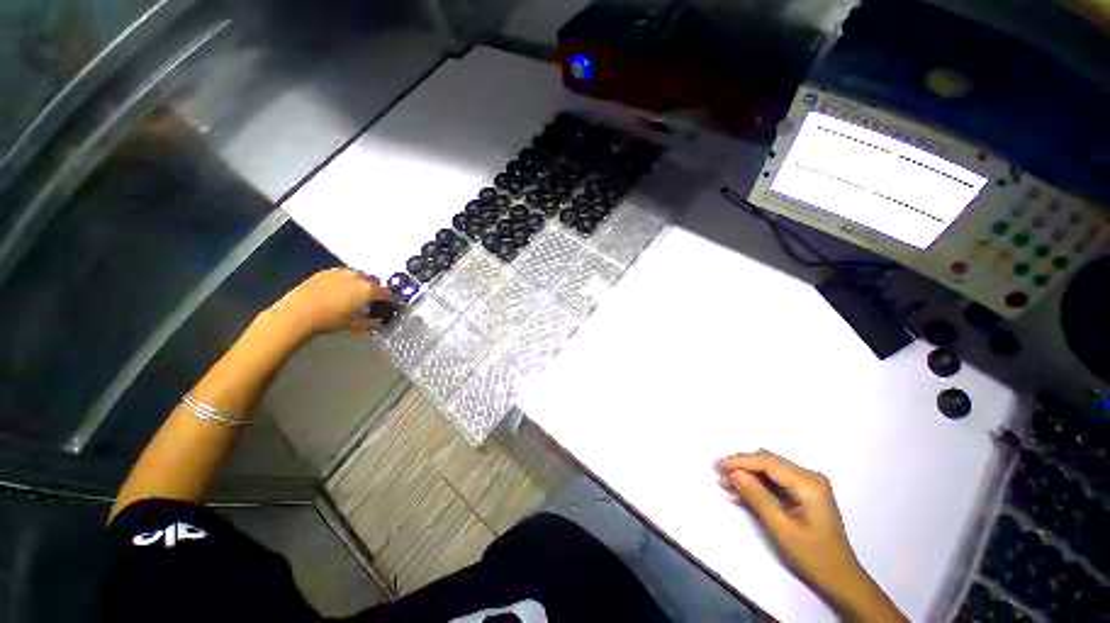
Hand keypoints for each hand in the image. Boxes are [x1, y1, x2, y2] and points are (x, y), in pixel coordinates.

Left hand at [264, 268, 393, 337]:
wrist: (298, 313)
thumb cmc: (331, 320)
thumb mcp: (355, 325)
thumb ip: (371, 322)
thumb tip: (378, 321)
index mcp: (369, 289)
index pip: (388, 293)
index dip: (391, 301)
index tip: (389, 306)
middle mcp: (358, 277)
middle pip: (374, 281)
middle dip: (375, 290)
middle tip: (371, 301)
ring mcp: (341, 272)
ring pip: (358, 276)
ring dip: (360, 284)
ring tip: (354, 295)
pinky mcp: (325, 272)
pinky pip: (342, 275)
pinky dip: (345, 281)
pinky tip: (338, 291)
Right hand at [716, 451, 904, 621]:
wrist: (842, 580)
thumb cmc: (814, 557)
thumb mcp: (782, 530)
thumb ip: (758, 498)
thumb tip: (734, 473)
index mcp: (808, 484)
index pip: (767, 462)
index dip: (740, 462)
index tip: (717, 467)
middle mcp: (810, 477)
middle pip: (768, 462)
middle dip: (742, 467)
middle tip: (720, 477)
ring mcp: (809, 484)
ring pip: (770, 469)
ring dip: (748, 475)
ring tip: (727, 486)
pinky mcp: (805, 492)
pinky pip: (776, 480)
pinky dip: (758, 485)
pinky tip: (743, 494)